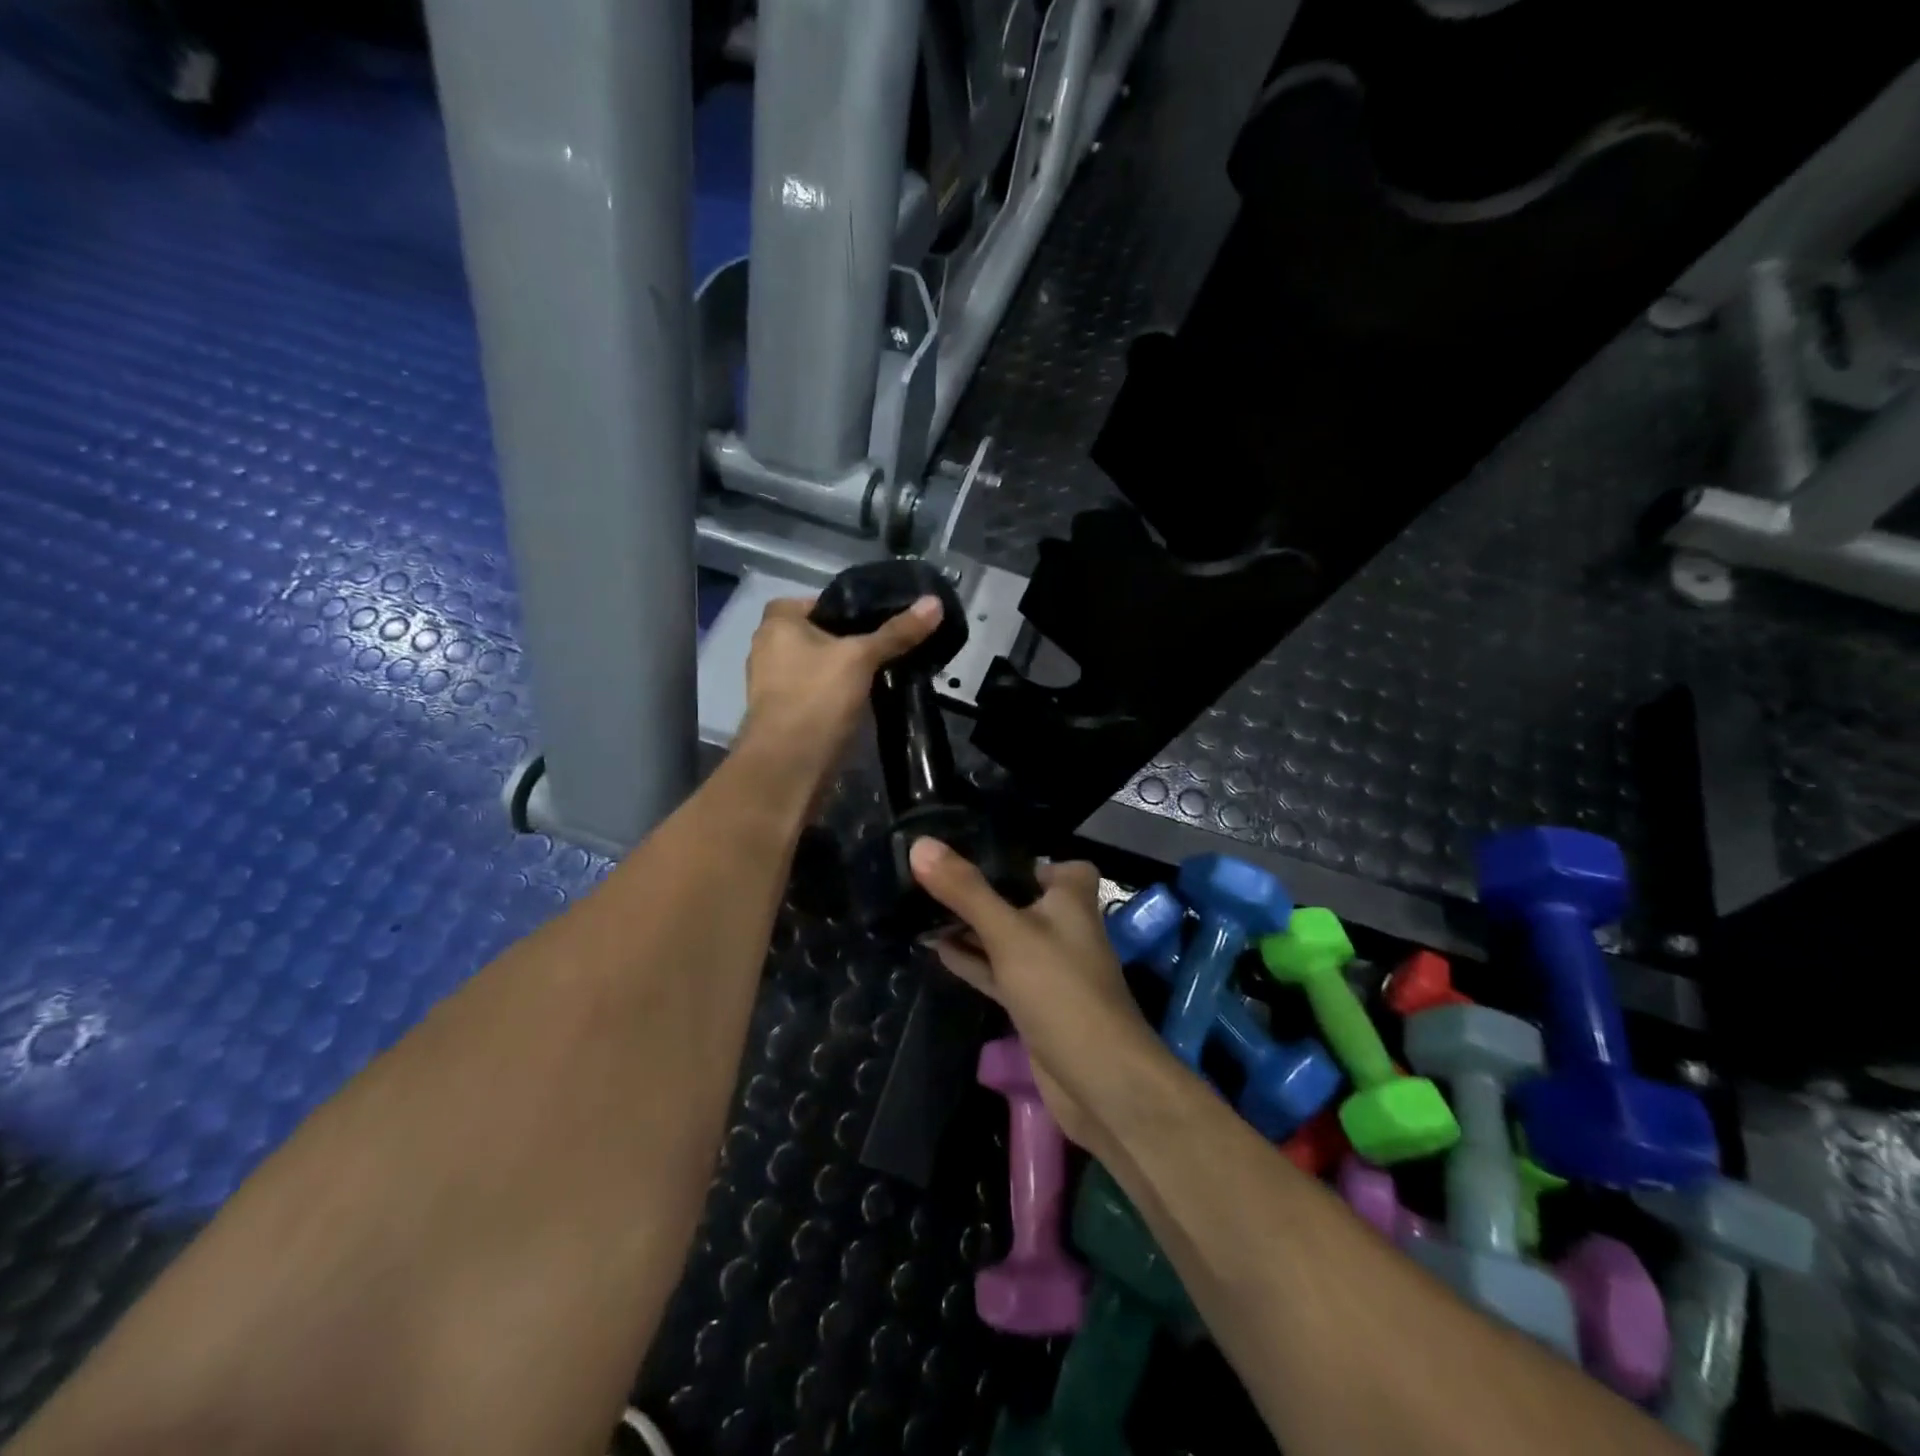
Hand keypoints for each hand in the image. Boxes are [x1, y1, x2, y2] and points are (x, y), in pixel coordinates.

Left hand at [738, 593, 942, 783]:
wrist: (789, 767)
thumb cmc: (817, 699)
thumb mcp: (862, 658)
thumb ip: (897, 632)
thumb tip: (934, 603)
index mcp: (776, 623)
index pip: (817, 600)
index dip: (848, 606)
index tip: (880, 619)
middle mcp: (767, 648)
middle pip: (819, 634)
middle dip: (850, 640)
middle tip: (888, 645)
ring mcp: (773, 684)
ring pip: (818, 666)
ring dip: (844, 670)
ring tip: (882, 672)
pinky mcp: (785, 713)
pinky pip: (816, 692)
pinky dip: (836, 693)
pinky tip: (864, 699)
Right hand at [909, 839, 1154, 1150]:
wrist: (1098, 1079)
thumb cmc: (1061, 989)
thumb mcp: (1009, 933)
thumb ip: (965, 890)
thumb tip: (921, 844)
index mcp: (1070, 897)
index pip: (1042, 861)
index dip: (1008, 855)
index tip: (962, 848)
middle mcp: (1061, 925)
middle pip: (1014, 897)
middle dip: (975, 890)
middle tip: (925, 876)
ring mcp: (1047, 965)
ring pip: (1002, 934)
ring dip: (968, 926)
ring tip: (920, 909)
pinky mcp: (1033, 1000)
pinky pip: (997, 969)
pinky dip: (971, 958)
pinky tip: (936, 948)